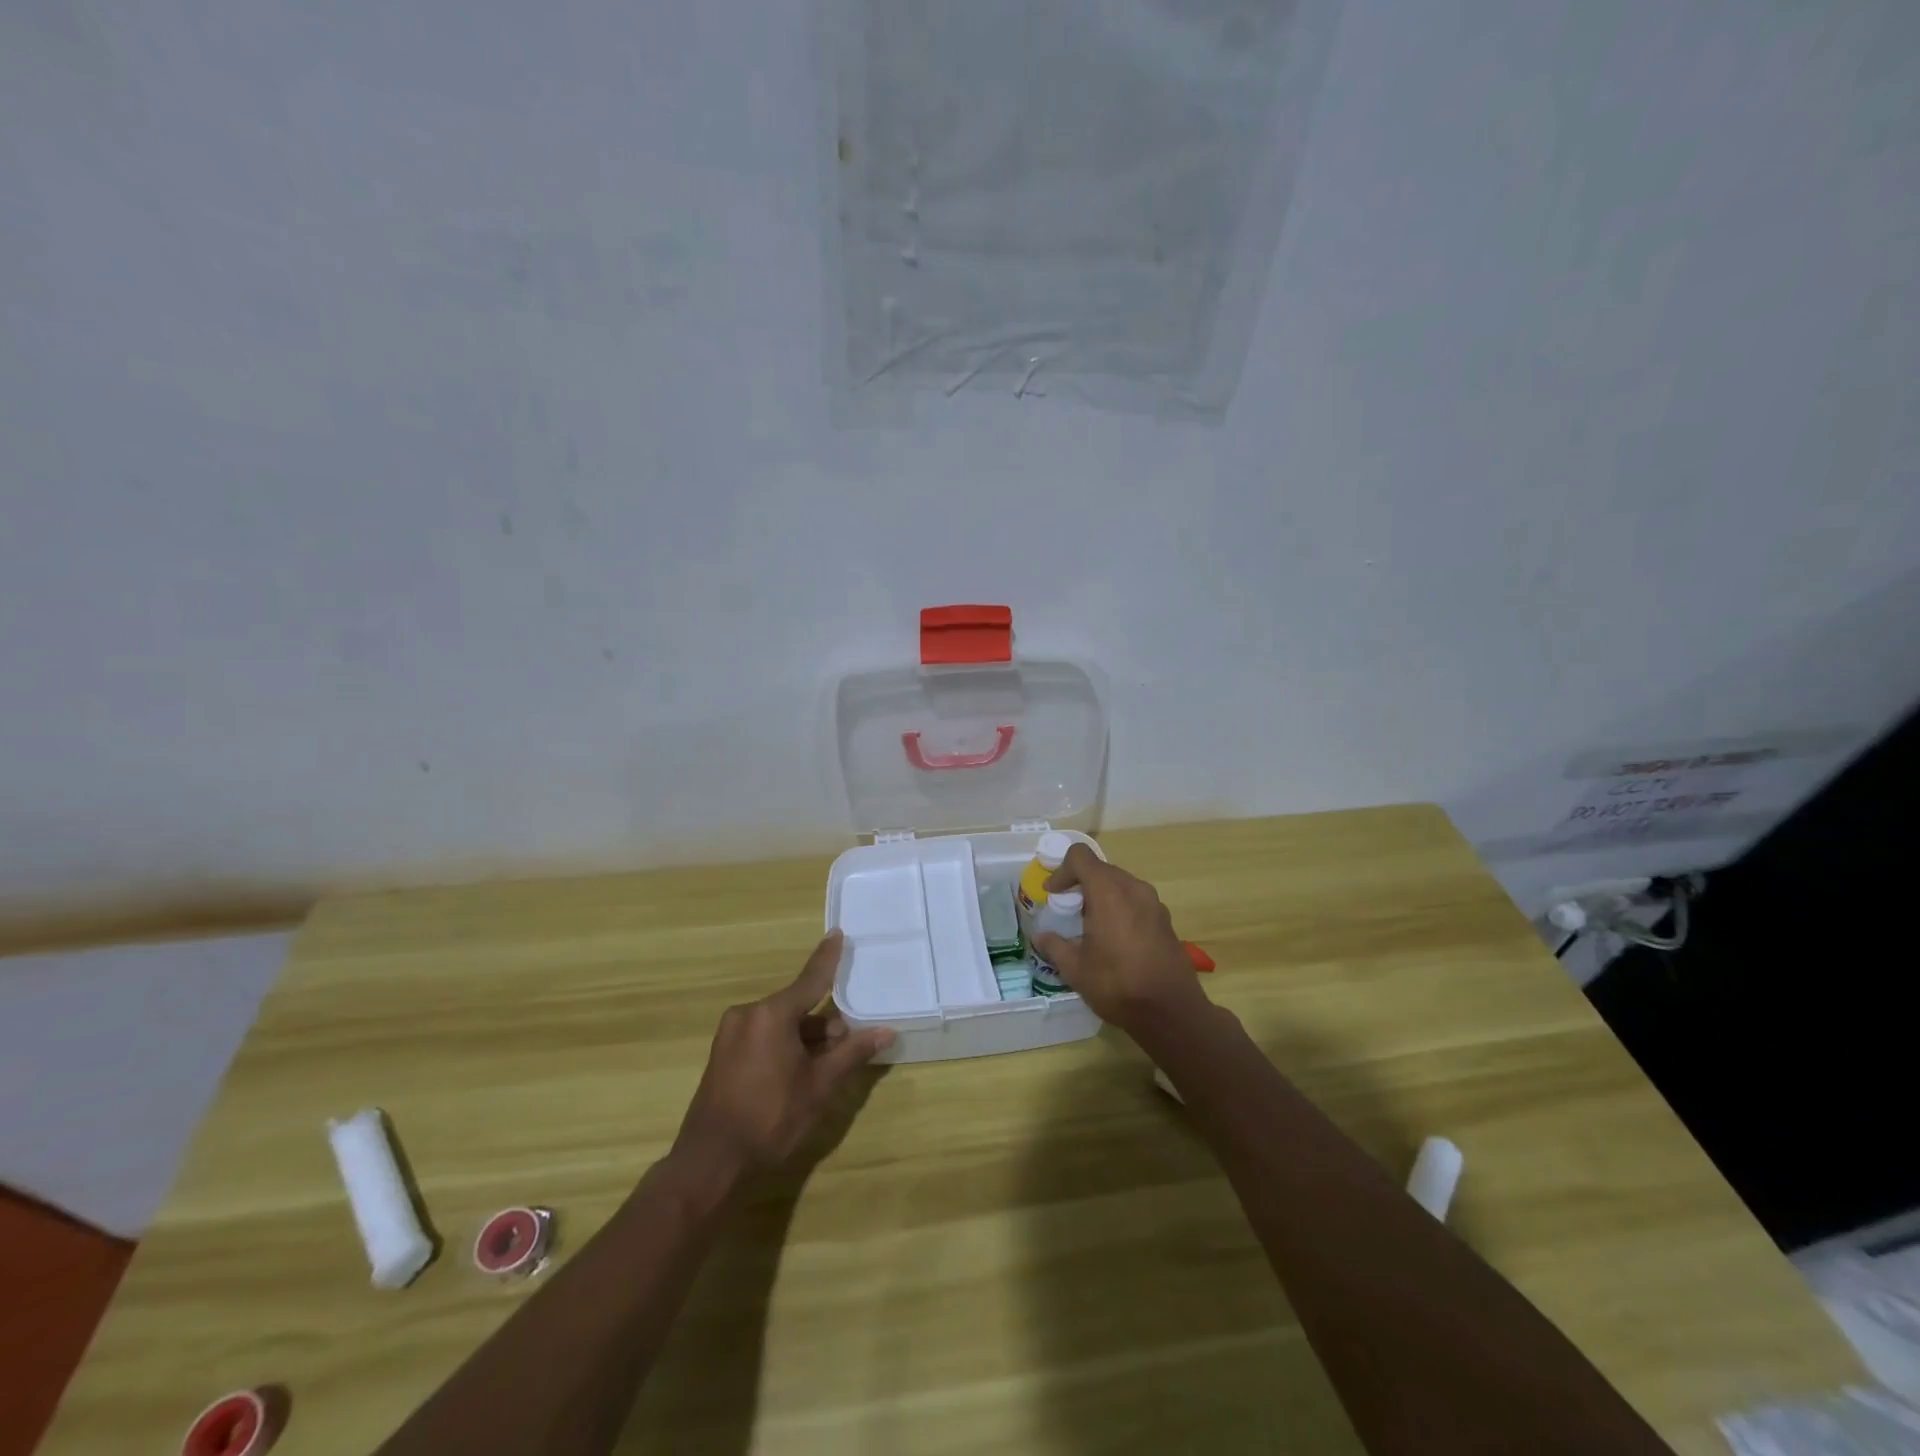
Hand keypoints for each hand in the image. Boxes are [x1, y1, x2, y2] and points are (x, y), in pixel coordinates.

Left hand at [671, 931, 894, 1182]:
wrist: (711, 1164)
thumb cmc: (771, 1118)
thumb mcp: (820, 1086)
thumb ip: (852, 1053)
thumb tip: (886, 1032)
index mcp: (771, 1014)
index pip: (810, 979)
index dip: (828, 958)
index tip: (838, 933)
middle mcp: (748, 1014)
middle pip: (797, 1006)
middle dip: (824, 1024)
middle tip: (845, 1049)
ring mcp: (731, 1034)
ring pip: (781, 1025)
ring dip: (805, 1039)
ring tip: (824, 1069)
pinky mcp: (723, 1054)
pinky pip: (763, 1037)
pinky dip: (785, 1047)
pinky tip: (798, 1074)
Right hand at [1031, 844, 1207, 1033]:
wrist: (1171, 1011)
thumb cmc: (1117, 984)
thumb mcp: (1075, 968)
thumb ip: (1054, 946)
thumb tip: (1041, 936)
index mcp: (1108, 891)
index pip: (1080, 856)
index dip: (1061, 870)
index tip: (1052, 894)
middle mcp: (1133, 888)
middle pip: (1101, 869)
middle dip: (1080, 883)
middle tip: (1067, 909)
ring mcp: (1154, 903)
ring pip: (1120, 884)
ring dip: (1101, 895)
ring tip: (1089, 925)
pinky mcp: (1165, 919)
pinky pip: (1136, 901)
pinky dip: (1120, 908)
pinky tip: (1114, 939)